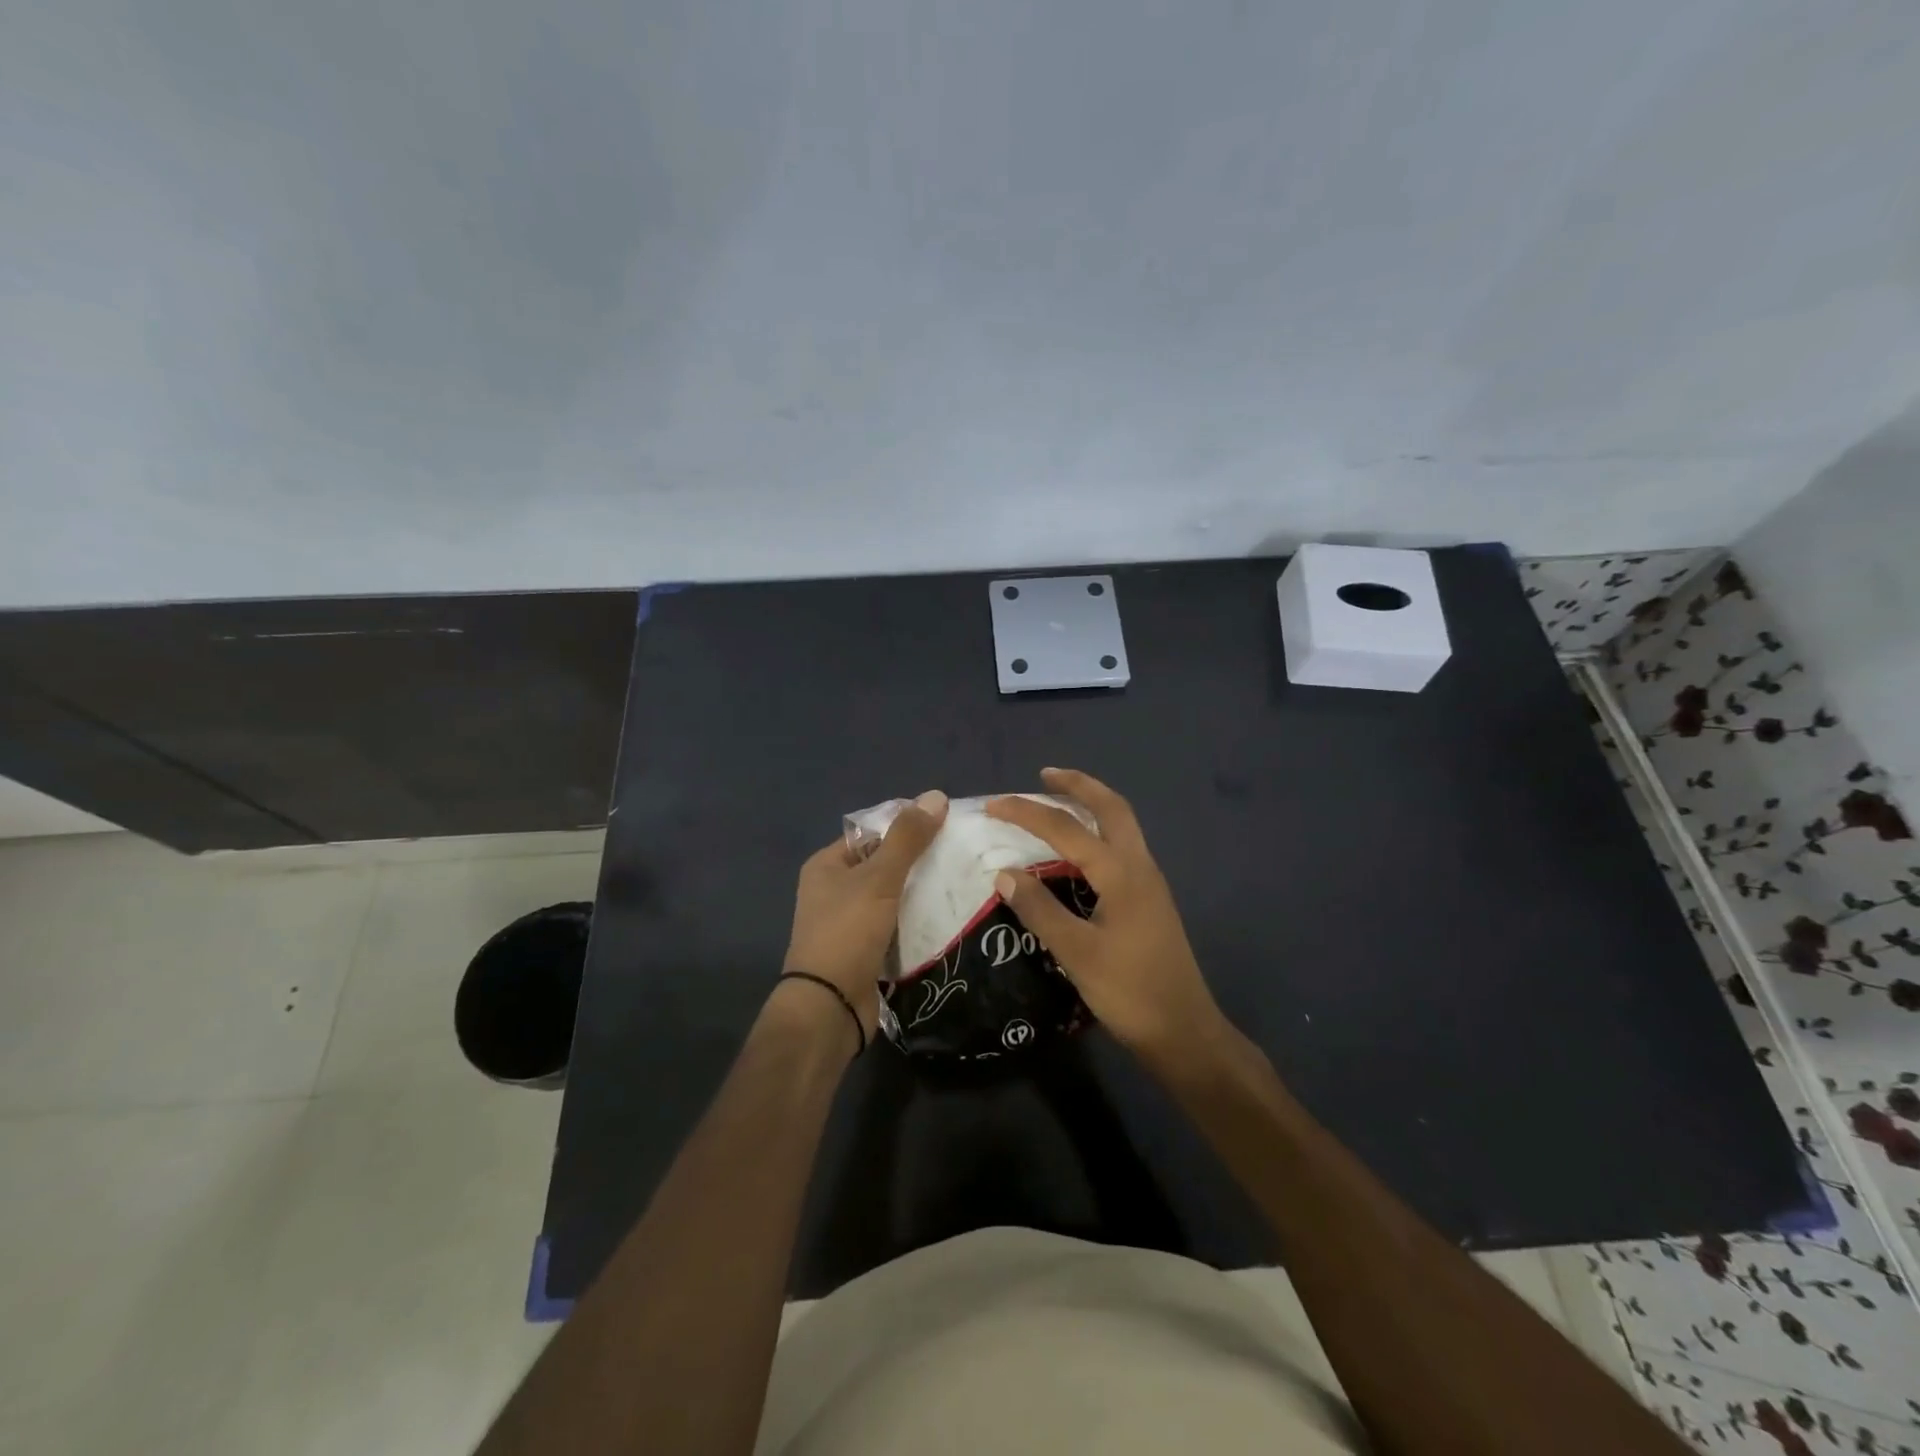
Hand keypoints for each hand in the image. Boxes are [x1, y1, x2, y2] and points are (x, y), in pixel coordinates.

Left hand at [782, 790, 948, 1037]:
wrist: (830, 1007)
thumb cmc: (848, 932)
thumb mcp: (879, 879)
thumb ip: (907, 839)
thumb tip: (936, 795)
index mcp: (827, 865)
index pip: (871, 833)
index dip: (905, 827)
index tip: (946, 825)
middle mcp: (834, 890)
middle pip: (884, 864)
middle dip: (919, 860)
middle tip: (961, 854)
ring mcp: (850, 922)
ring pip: (894, 896)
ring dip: (922, 892)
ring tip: (963, 880)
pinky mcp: (867, 949)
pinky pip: (897, 924)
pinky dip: (918, 919)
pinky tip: (949, 914)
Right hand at [986, 769, 1223, 1064]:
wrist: (1184, 1032)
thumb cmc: (1130, 992)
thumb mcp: (1077, 953)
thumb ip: (1039, 909)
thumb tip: (1004, 872)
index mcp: (1122, 873)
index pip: (1067, 829)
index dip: (1028, 813)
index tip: (993, 805)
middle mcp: (1140, 867)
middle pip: (1112, 808)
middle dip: (1078, 786)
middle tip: (1044, 775)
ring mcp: (1149, 883)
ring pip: (1122, 826)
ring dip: (1092, 806)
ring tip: (1058, 803)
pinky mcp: (1150, 901)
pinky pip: (1122, 848)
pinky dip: (1098, 833)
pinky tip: (1079, 852)